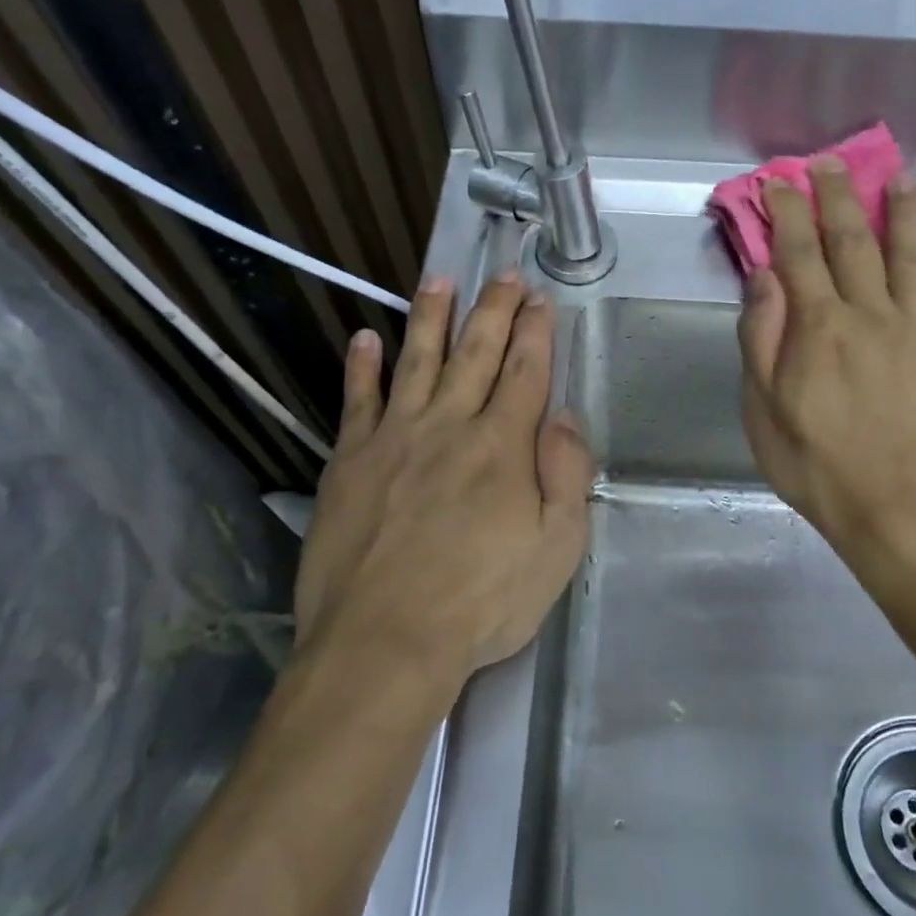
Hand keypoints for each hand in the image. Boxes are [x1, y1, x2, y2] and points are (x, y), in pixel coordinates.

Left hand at [295, 275, 593, 694]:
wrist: (385, 640)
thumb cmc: (482, 602)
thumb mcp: (557, 549)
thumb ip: (566, 474)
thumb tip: (564, 416)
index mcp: (503, 446)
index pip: (525, 372)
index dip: (535, 332)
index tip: (540, 298)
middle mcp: (449, 426)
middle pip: (475, 353)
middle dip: (494, 309)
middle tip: (503, 274)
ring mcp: (394, 438)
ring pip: (416, 361)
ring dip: (430, 318)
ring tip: (439, 280)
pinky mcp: (349, 461)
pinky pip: (357, 401)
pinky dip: (362, 367)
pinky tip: (365, 338)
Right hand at [737, 158, 915, 586]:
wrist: (897, 508)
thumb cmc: (816, 464)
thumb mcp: (763, 410)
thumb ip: (763, 338)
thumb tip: (764, 277)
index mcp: (818, 327)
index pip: (798, 253)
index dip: (788, 213)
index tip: (779, 183)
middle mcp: (870, 314)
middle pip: (853, 242)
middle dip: (837, 197)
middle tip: (828, 164)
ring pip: (910, 254)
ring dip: (900, 211)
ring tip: (897, 176)